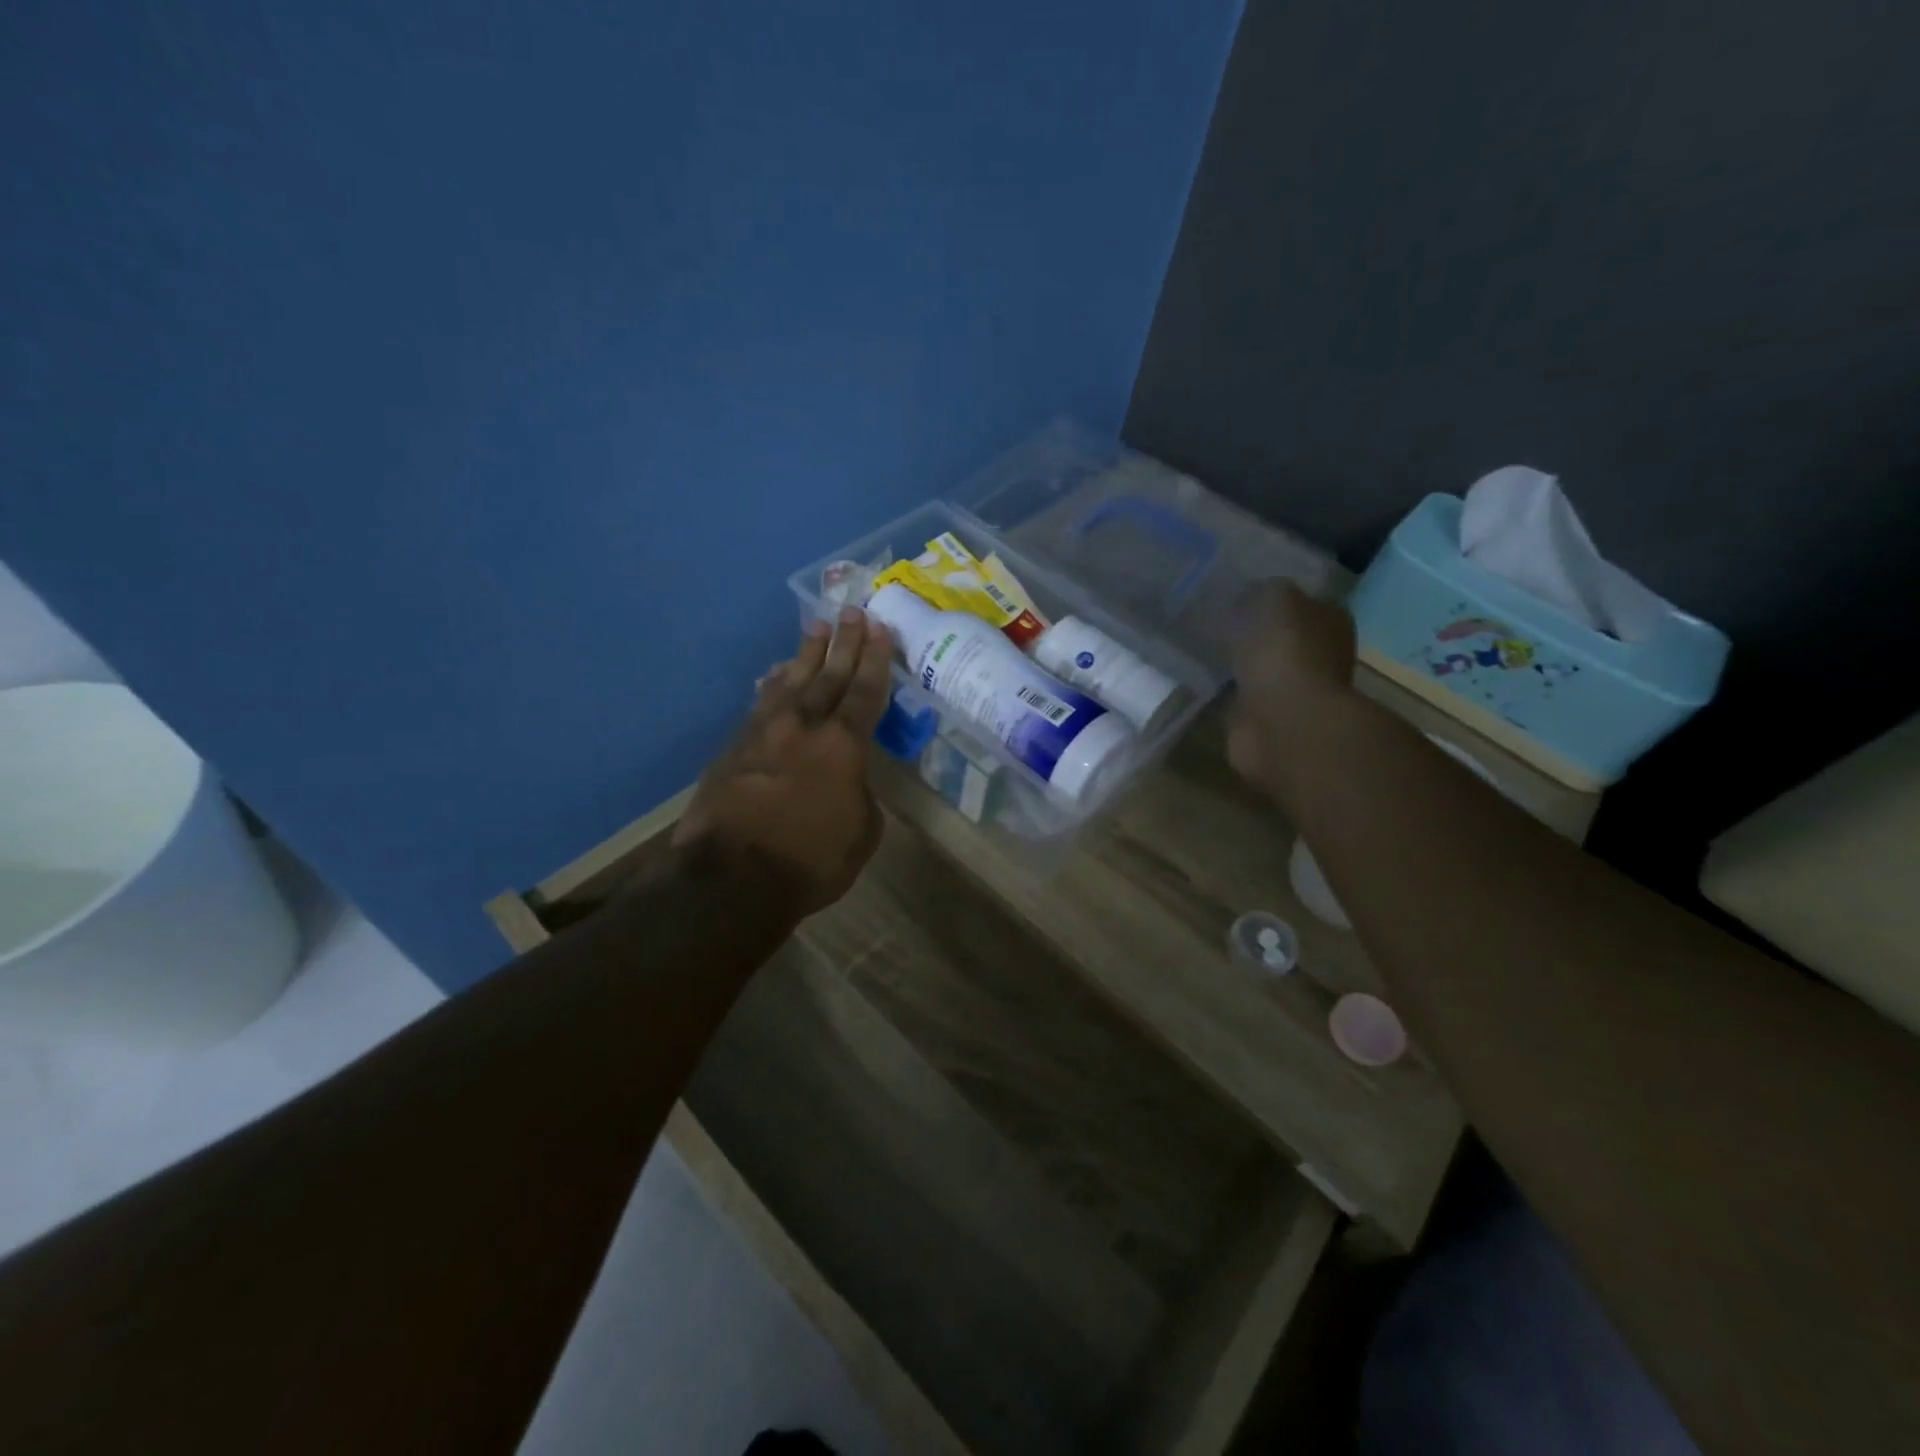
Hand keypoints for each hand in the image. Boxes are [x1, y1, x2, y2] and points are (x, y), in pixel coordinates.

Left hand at [673, 607, 894, 916]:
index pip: (865, 692)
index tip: (880, 628)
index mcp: (843, 746)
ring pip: (789, 683)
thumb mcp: (861, 834)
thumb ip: (860, 796)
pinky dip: (771, 687)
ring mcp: (763, 733)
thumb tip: (849, 780)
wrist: (730, 877)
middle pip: (828, 676)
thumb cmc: (809, 861)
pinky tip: (773, 676)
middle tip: (852, 611)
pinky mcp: (733, 748)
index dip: (875, 660)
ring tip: (815, 629)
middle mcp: (803, 727)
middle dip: (843, 643)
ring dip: (805, 655)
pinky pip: (759, 705)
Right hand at [1227, 580, 1357, 793]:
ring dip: (1241, 664)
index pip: (1303, 600)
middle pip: (1282, 637)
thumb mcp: (1274, 598)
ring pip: (1261, 668)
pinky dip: (1228, 693)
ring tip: (1206, 648)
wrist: (1283, 722)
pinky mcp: (1265, 720)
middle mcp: (1318, 655)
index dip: (1272, 597)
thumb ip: (1265, 590)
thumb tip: (1253, 595)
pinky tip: (1205, 681)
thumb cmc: (1286, 652)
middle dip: (1255, 632)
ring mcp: (1292, 691)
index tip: (1239, 594)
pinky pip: (1242, 698)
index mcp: (1329, 620)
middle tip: (1217, 621)